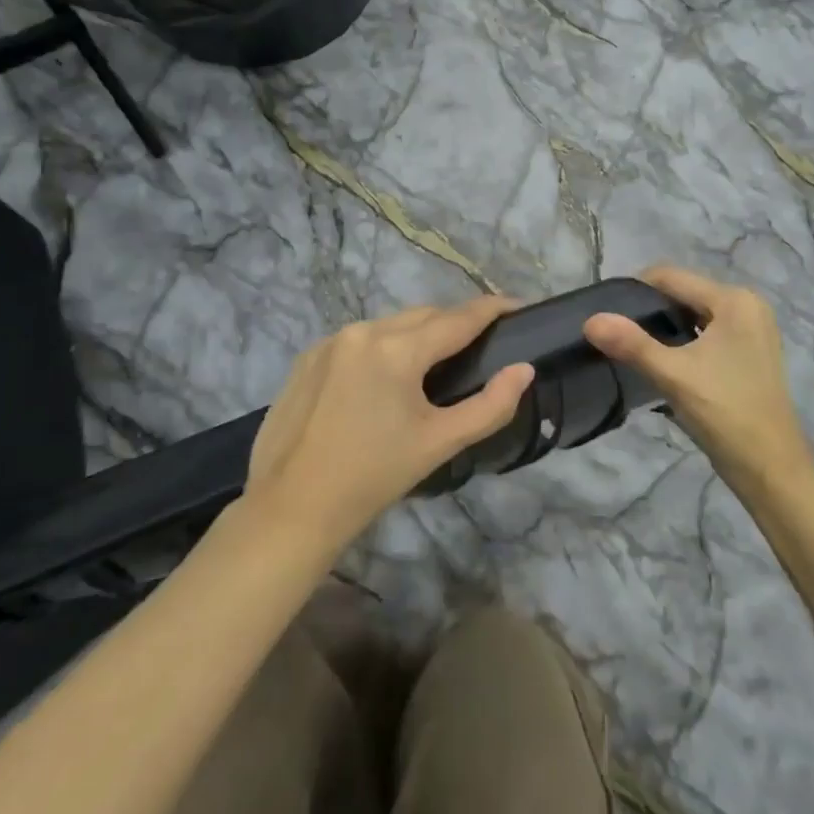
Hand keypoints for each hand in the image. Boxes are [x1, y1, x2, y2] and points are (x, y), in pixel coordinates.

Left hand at [246, 297, 536, 550]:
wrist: (291, 508)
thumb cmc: (373, 477)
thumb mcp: (439, 443)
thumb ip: (490, 406)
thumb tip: (523, 371)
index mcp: (397, 349)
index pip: (457, 319)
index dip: (491, 309)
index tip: (517, 305)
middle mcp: (363, 331)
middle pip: (423, 316)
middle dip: (455, 323)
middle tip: (481, 342)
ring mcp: (330, 341)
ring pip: (389, 325)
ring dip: (417, 334)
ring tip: (436, 361)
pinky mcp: (308, 357)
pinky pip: (359, 340)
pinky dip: (382, 347)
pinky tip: (385, 377)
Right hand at [583, 265, 813, 488]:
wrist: (772, 469)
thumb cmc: (726, 413)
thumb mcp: (674, 375)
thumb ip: (631, 343)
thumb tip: (590, 319)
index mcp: (734, 300)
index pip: (671, 277)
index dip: (634, 290)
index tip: (605, 312)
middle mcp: (747, 305)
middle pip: (683, 294)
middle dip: (649, 310)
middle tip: (616, 333)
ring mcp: (752, 330)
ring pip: (693, 315)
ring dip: (664, 328)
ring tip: (632, 348)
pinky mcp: (750, 352)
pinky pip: (706, 333)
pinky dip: (683, 342)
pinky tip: (661, 362)